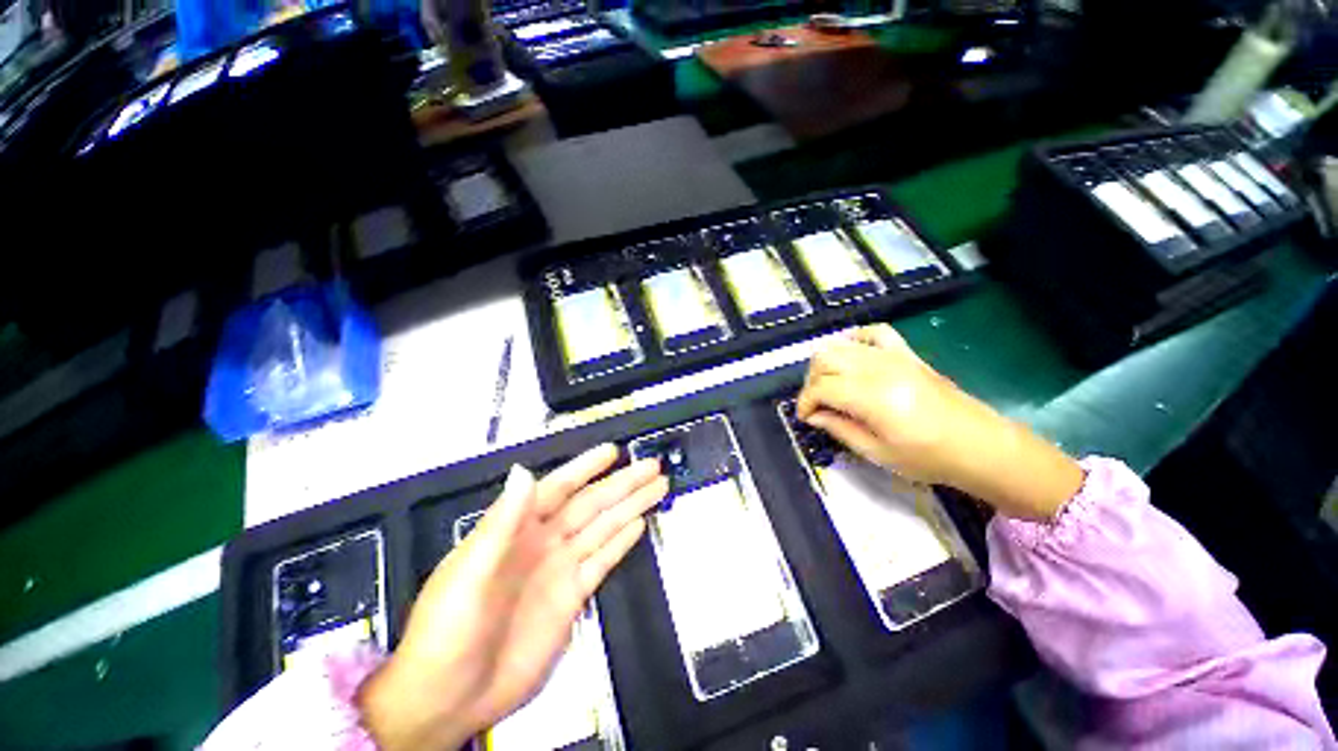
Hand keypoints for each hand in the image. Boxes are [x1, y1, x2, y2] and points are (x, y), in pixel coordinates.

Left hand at [357, 444, 667, 750]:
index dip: (586, 467)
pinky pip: (602, 561)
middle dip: (623, 483)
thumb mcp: (469, 574)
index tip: (612, 451)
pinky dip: (622, 542)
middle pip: (592, 504)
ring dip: (631, 507)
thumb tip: (523, 471)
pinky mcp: (572, 596)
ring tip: (657, 487)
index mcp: (517, 528)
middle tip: (652, 466)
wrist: (449, 699)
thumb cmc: (449, 630)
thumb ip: (502, 522)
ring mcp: (560, 568)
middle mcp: (544, 541)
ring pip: (604, 528)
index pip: (559, 487)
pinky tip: (639, 525)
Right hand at [796, 325, 1081, 520]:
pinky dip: (856, 339)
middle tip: (817, 404)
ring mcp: (893, 356)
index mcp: (870, 395)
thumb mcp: (876, 452)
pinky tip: (853, 355)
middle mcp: (877, 368)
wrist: (980, 446)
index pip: (820, 387)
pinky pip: (874, 333)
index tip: (806, 418)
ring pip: (841, 344)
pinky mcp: (907, 354)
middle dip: (811, 381)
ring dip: (827, 363)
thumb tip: (814, 415)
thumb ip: (839, 428)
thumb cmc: (928, 457)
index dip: (805, 402)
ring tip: (830, 385)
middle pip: (824, 359)